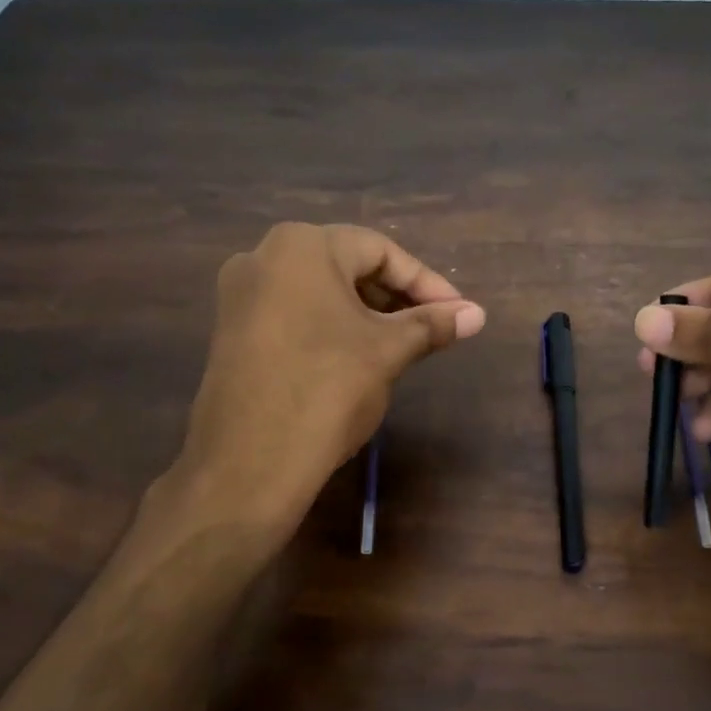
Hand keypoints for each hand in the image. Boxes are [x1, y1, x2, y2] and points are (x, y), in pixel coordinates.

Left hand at [166, 223, 484, 532]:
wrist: (250, 464)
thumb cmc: (327, 390)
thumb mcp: (388, 352)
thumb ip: (432, 325)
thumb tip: (477, 314)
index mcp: (301, 246)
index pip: (380, 251)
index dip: (426, 283)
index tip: (458, 313)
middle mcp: (263, 257)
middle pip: (347, 267)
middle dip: (396, 298)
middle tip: (433, 330)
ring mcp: (240, 297)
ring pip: (320, 293)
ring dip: (366, 315)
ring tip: (402, 347)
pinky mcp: (232, 333)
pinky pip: (295, 316)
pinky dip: (332, 329)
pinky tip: (357, 360)